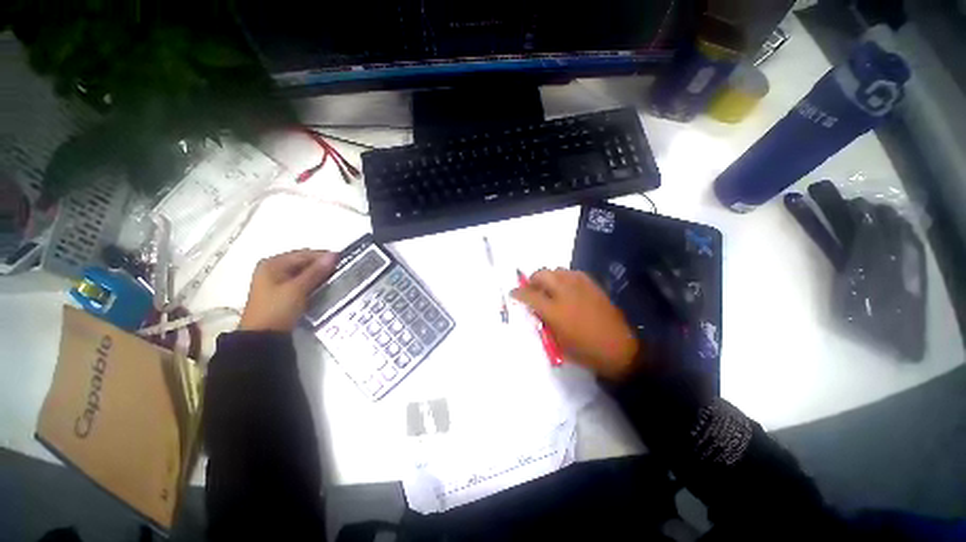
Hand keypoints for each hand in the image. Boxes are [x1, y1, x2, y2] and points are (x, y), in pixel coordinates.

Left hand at [239, 249, 338, 332]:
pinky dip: (313, 283)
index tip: (344, 261)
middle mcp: (272, 269)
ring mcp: (276, 282)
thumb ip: (317, 271)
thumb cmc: (277, 309)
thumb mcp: (298, 288)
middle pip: (303, 262)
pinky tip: (325, 288)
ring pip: (303, 273)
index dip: (324, 256)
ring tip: (337, 279)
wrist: (262, 337)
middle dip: (321, 266)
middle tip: (342, 270)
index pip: (304, 254)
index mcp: (273, 263)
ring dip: (318, 275)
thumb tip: (334, 255)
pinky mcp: (281, 293)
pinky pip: (301, 283)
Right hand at [512, 269, 639, 381]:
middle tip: (532, 289)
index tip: (513, 293)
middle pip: (542, 274)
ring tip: (549, 287)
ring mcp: (581, 287)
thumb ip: (544, 323)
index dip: (518, 293)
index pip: (529, 295)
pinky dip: (565, 277)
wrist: (619, 350)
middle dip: (532, 280)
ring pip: (558, 270)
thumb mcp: (557, 343)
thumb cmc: (585, 352)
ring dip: (549, 277)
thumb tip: (536, 311)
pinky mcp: (593, 286)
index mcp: (555, 311)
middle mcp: (565, 293)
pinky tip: (566, 287)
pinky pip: (574, 273)